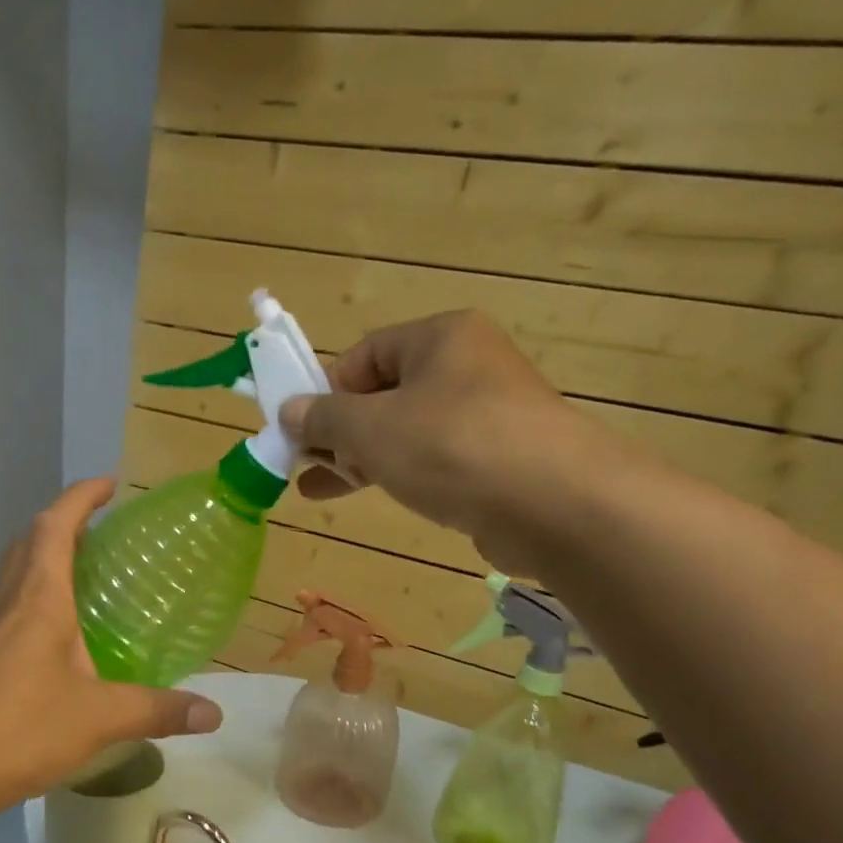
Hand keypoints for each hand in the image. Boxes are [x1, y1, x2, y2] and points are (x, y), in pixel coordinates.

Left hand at [0, 478, 222, 818]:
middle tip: (106, 530)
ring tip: (94, 575)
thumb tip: (214, 714)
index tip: (110, 483)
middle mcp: (10, 603)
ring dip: (50, 559)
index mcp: (38, 599)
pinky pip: (15, 609)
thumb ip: (157, 711)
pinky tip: (68, 639)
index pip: (56, 525)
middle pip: (31, 541)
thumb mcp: (99, 719)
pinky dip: (42, 601)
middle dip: (66, 522)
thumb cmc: (18, 730)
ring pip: (19, 575)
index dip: (81, 497)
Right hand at [279, 311, 621, 574]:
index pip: (364, 356)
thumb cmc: (452, 447)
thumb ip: (324, 418)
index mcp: (439, 338)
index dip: (324, 392)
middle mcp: (465, 367)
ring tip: (318, 490)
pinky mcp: (497, 460)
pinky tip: (373, 494)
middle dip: (338, 432)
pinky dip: (399, 475)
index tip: (299, 431)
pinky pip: (434, 460)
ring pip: (406, 431)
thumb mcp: (372, 428)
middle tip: (303, 463)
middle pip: (383, 395)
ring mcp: (486, 415)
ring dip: (361, 458)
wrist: (554, 504)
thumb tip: (289, 410)